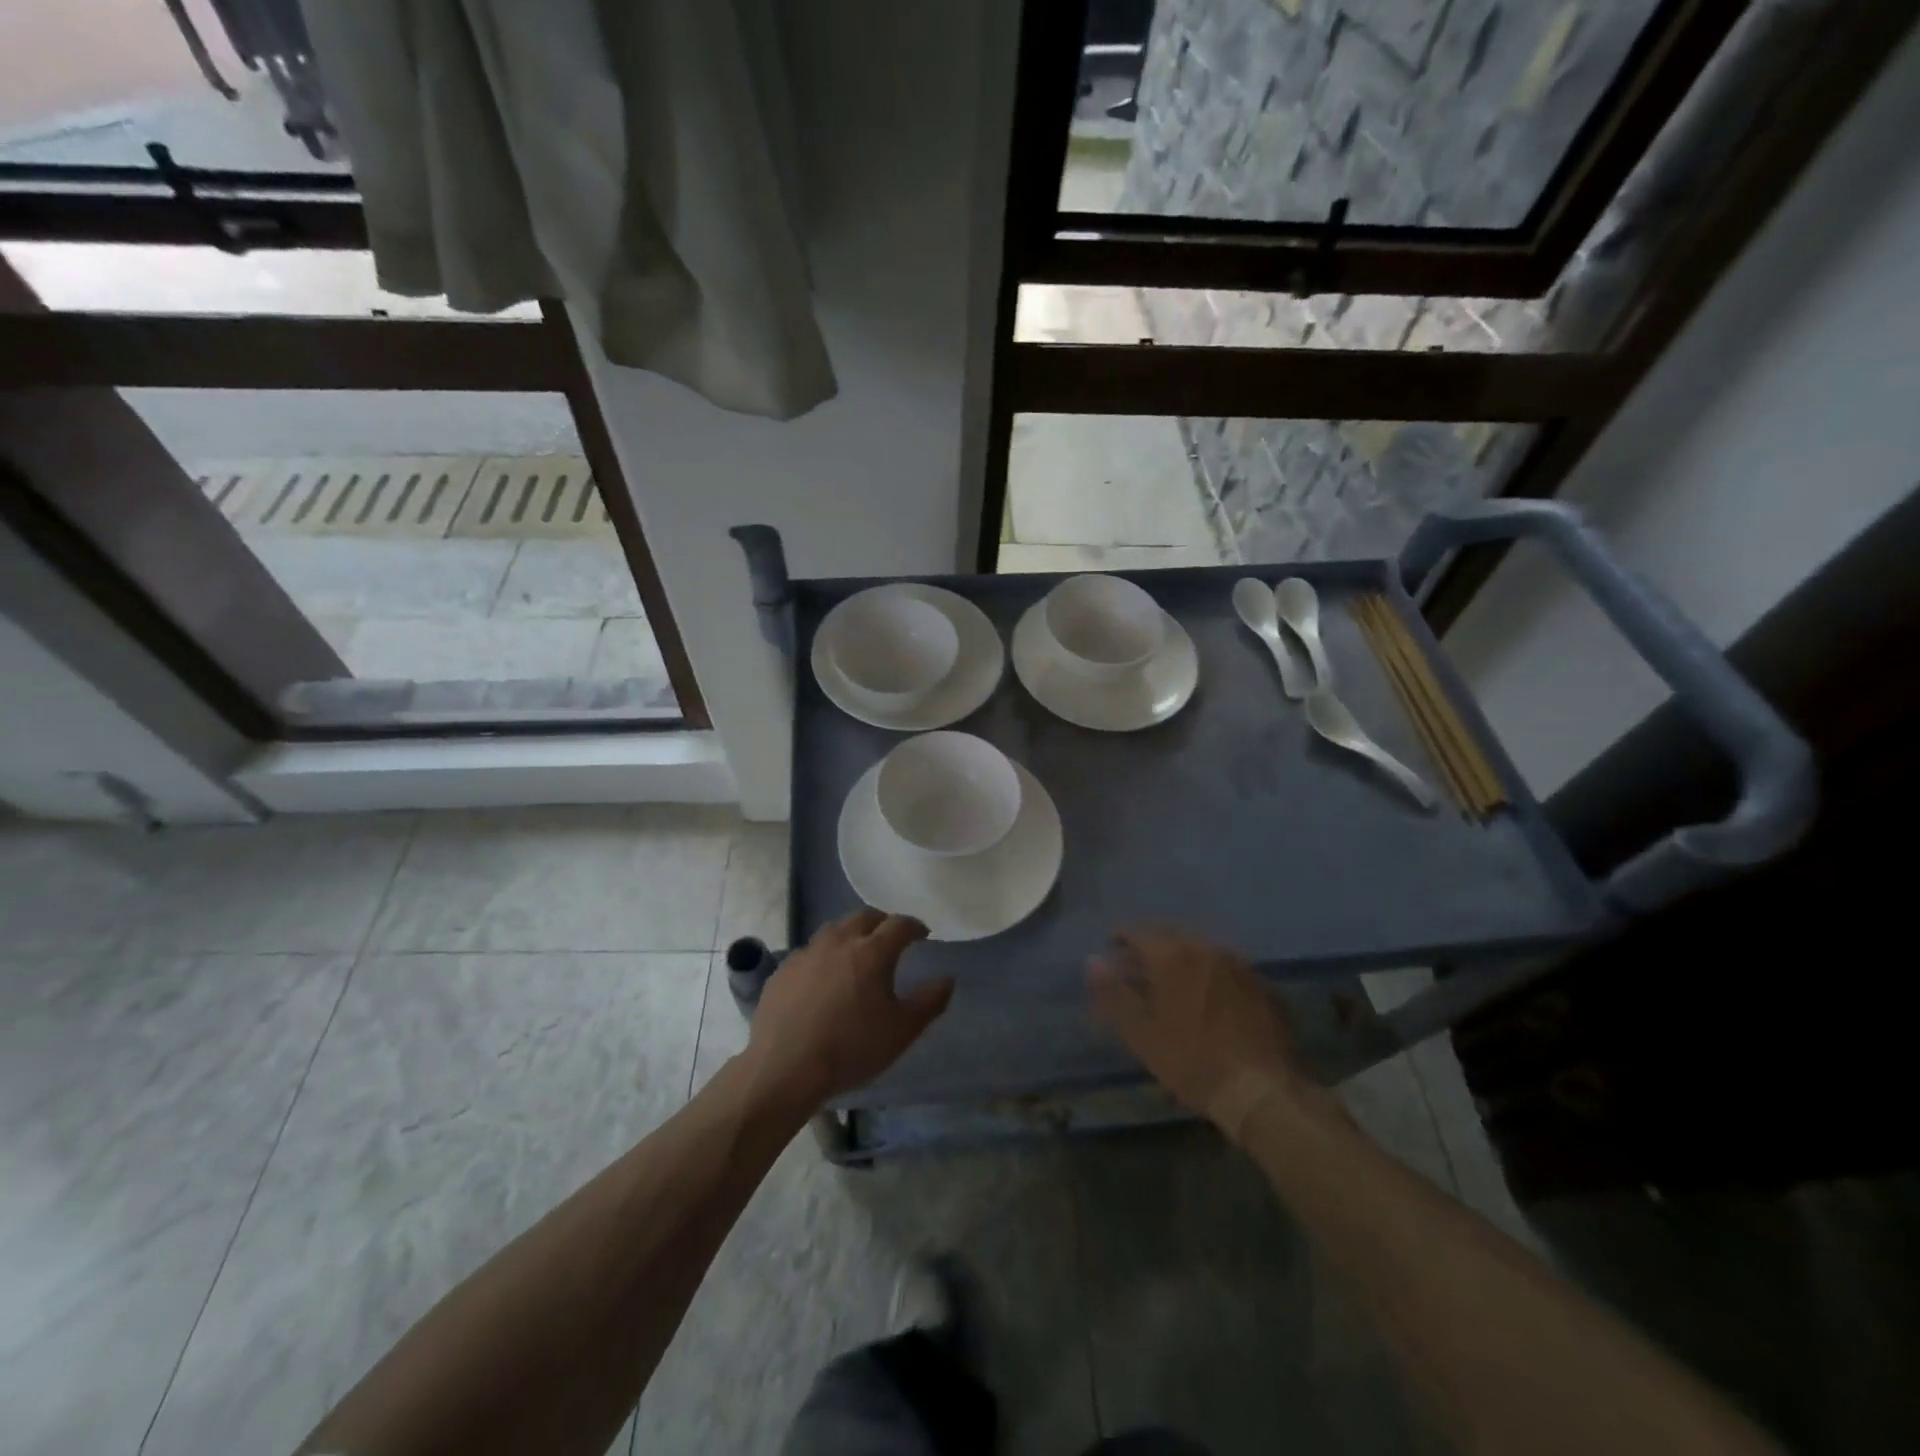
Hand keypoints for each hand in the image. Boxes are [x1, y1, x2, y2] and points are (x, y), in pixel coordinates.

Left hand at [742, 909, 952, 1111]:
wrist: (785, 1068)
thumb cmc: (851, 1049)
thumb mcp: (901, 1031)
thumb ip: (929, 1002)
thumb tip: (948, 979)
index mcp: (872, 952)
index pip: (899, 924)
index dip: (914, 926)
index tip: (922, 934)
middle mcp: (839, 942)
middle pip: (864, 917)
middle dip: (882, 923)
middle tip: (891, 938)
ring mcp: (807, 953)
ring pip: (834, 929)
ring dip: (851, 933)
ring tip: (857, 952)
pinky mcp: (784, 970)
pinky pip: (810, 952)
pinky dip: (824, 955)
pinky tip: (823, 977)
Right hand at [1088, 927, 1306, 1131]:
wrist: (1263, 1090)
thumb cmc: (1192, 1061)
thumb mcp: (1142, 1034)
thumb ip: (1113, 994)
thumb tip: (1092, 961)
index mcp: (1172, 956)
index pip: (1137, 932)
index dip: (1120, 940)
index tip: (1112, 952)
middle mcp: (1205, 948)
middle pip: (1170, 936)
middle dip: (1151, 947)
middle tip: (1140, 970)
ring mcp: (1238, 964)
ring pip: (1201, 949)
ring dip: (1183, 959)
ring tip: (1175, 984)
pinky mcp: (1262, 983)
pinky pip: (1227, 968)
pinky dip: (1211, 975)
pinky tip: (1211, 1000)